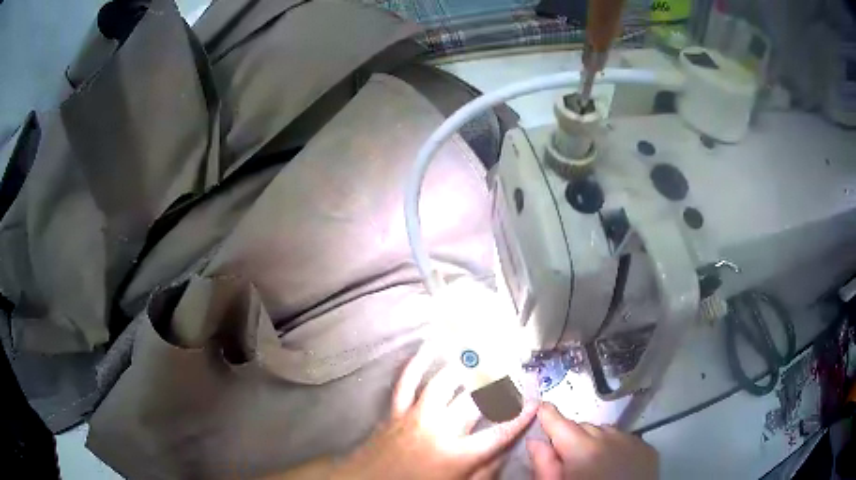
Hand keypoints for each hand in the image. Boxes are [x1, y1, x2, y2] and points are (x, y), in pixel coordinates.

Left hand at [331, 347, 537, 479]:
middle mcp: (438, 431)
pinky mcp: (395, 410)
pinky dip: (417, 362)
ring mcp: (415, 416)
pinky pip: (406, 381)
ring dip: (465, 365)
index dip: (522, 414)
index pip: (500, 432)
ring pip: (443, 383)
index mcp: (457, 455)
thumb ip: (485, 471)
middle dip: (499, 383)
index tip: (537, 397)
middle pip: (475, 401)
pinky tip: (429, 347)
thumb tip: (505, 449)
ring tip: (483, 350)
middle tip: (514, 369)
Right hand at [527, 403, 657, 479]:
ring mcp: (632, 441)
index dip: (548, 414)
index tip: (540, 407)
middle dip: (572, 438)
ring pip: (605, 431)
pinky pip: (625, 439)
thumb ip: (544, 466)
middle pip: (582, 427)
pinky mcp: (647, 449)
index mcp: (582, 450)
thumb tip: (535, 442)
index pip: (560, 423)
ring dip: (595, 442)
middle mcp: (610, 437)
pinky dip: (615, 447)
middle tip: (566, 458)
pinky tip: (612, 465)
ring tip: (592, 464)